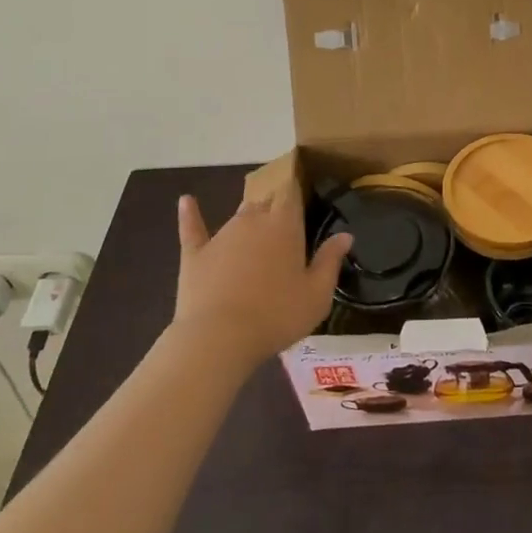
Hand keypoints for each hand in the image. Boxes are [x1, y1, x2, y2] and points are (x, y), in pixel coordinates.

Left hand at [170, 184, 352, 365]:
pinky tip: (186, 200)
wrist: (218, 338)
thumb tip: (345, 234)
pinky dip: (190, 213)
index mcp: (284, 225)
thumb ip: (331, 261)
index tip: (304, 199)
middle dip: (275, 210)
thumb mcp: (317, 294)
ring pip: (238, 216)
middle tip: (284, 230)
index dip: (297, 194)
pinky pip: (192, 227)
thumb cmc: (276, 315)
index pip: (292, 195)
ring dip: (248, 222)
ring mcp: (221, 235)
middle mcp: (252, 220)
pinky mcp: (195, 254)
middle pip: (266, 203)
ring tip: (256, 235)